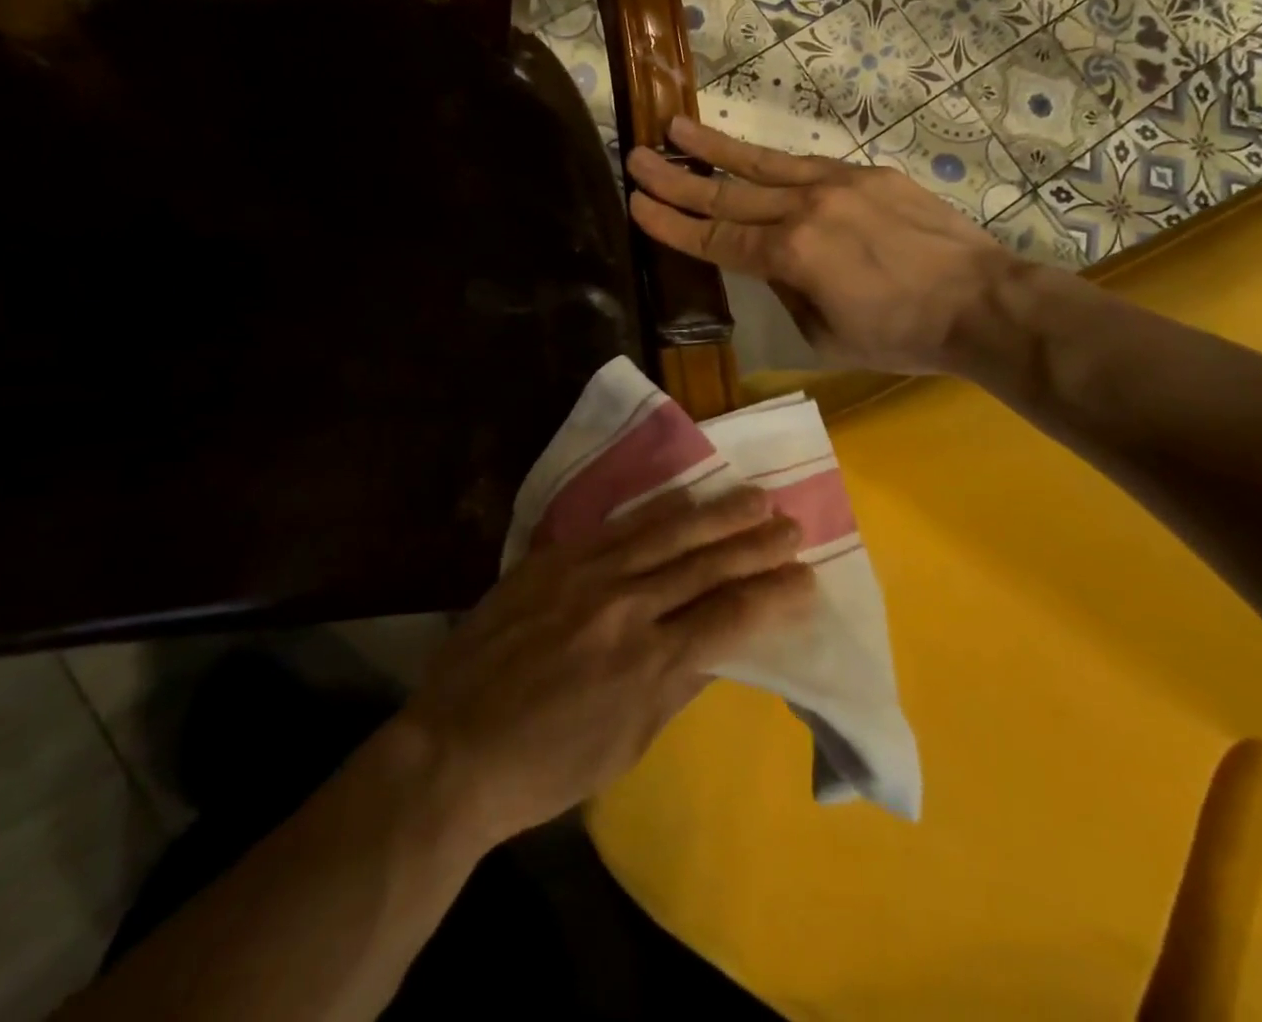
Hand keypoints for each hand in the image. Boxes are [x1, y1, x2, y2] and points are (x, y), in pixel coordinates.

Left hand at [397, 487, 811, 848]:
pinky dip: (658, 509)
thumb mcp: (628, 743)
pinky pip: (618, 526)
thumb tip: (721, 642)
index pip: (731, 617)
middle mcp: (628, 608)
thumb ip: (678, 684)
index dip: (775, 596)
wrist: (454, 746)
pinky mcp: (556, 558)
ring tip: (756, 497)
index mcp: (651, 665)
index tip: (807, 580)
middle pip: (707, 565)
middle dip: (756, 545)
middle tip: (793, 527)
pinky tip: (686, 495)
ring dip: (718, 514)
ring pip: (668, 533)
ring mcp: (588, 575)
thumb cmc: (547, 766)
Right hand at [627, 117, 1018, 374]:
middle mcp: (806, 209)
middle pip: (728, 195)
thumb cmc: (900, 335)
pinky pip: (808, 166)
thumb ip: (788, 293)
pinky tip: (752, 155)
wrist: (981, 303)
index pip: (715, 238)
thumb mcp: (825, 335)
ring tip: (677, 128)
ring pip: (763, 164)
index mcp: (791, 255)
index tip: (636, 203)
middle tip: (636, 157)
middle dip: (676, 179)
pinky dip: (772, 161)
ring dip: (715, 148)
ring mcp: (839, 184)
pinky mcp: (869, 174)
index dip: (672, 224)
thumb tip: (774, 266)